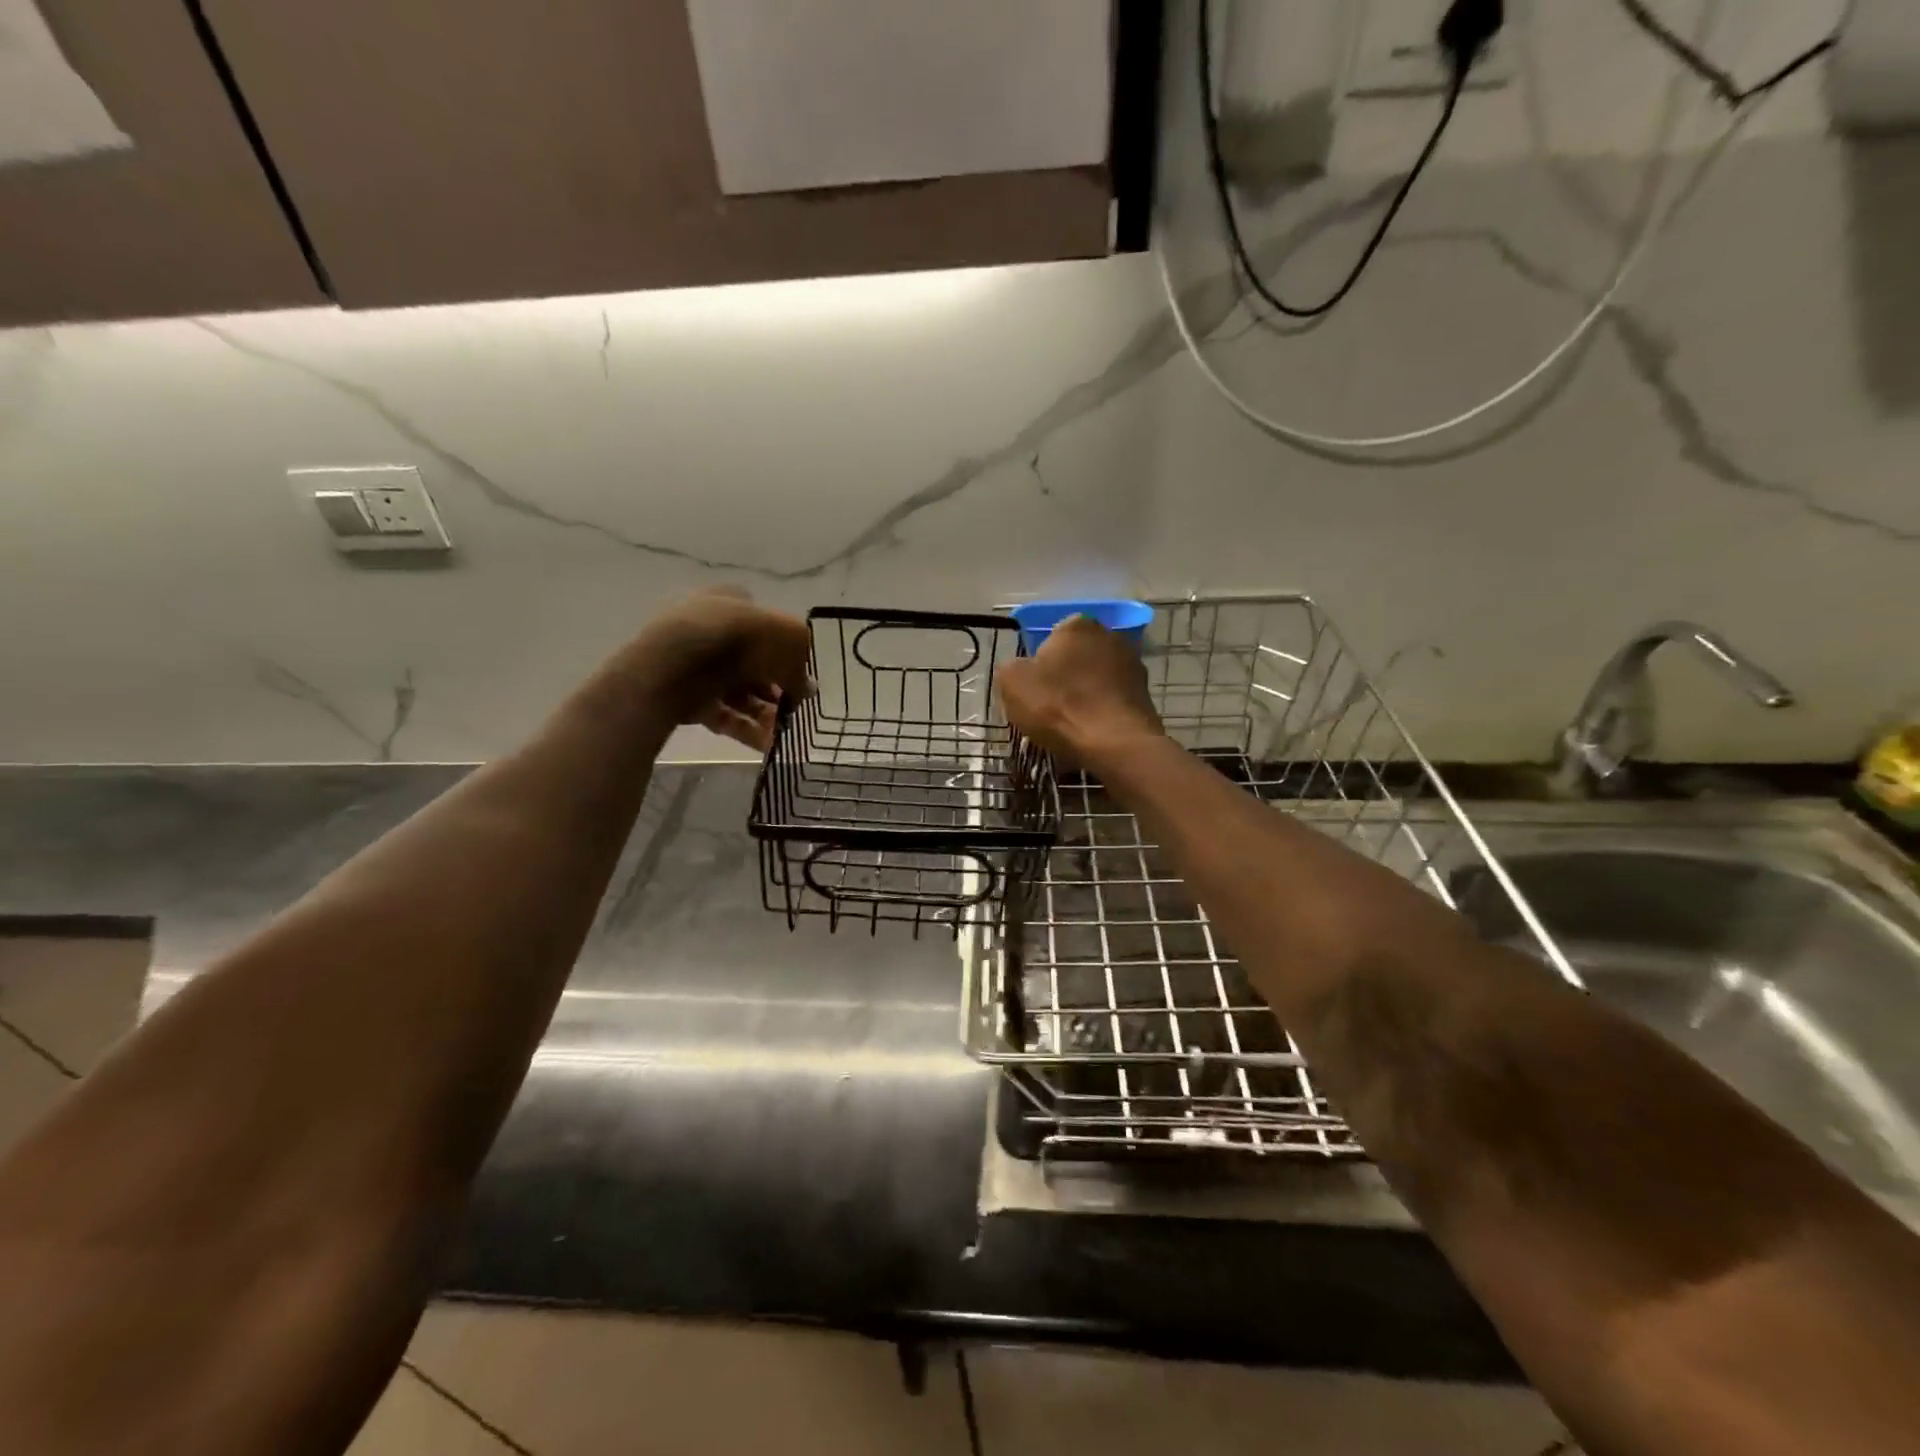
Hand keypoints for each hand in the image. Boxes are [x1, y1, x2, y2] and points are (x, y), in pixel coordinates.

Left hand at [621, 588, 810, 750]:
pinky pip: (722, 715)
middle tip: (794, 708)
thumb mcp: (789, 640)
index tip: (799, 672)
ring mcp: (695, 665)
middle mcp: (710, 630)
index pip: (763, 623)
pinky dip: (745, 729)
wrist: (675, 666)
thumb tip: (806, 689)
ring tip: (783, 732)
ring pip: (738, 692)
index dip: (785, 648)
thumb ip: (801, 665)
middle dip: (776, 688)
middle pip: (752, 663)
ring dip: (764, 713)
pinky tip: (767, 744)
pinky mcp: (685, 697)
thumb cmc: (738, 637)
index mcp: (730, 602)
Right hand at [995, 615, 1163, 768]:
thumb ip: (1011, 667)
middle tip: (1049, 707)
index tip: (1033, 689)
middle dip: (1064, 677)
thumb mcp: (1012, 682)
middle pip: (1077, 657)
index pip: (1051, 636)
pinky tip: (1091, 733)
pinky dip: (1101, 713)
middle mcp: (1110, 636)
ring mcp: (1133, 665)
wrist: (1114, 743)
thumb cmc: (1058, 706)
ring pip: (1096, 680)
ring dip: (1085, 696)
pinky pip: (1112, 701)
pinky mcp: (1145, 695)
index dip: (1039, 663)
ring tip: (1070, 725)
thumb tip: (1021, 670)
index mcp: (1077, 625)